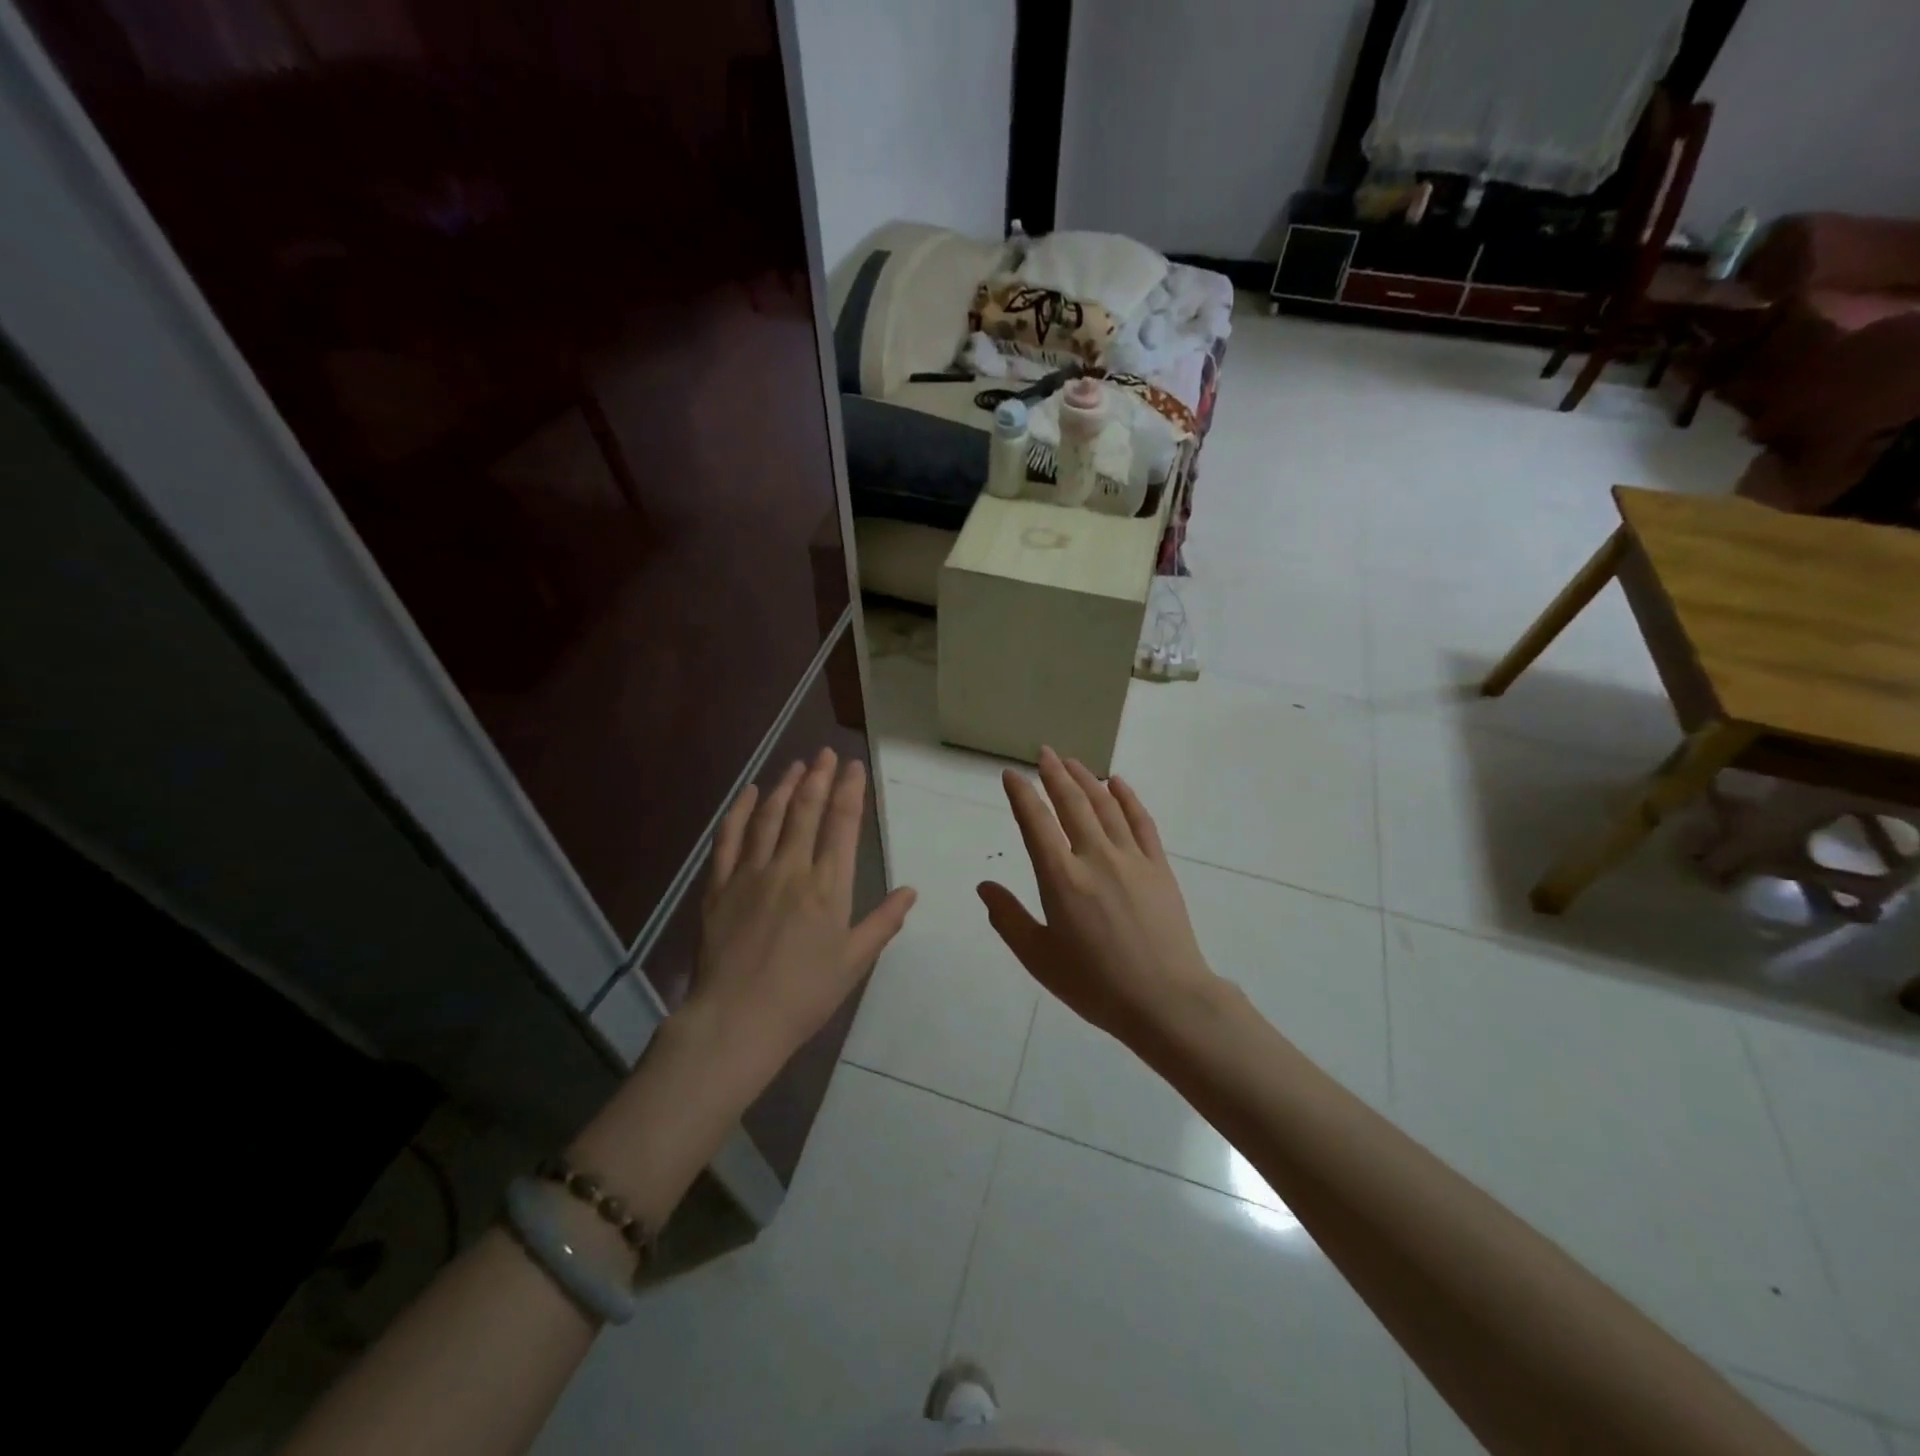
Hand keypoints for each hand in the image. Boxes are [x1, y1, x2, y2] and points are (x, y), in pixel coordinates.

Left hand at [689, 749, 916, 1074]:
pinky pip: (730, 839)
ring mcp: (751, 874)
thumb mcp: (854, 963)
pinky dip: (740, 811)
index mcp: (828, 887)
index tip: (854, 767)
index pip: (842, 825)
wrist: (737, 1020)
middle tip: (824, 753)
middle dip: (818, 777)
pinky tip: (749, 793)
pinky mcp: (720, 886)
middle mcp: (791, 869)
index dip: (849, 790)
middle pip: (806, 810)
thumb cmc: (804, 996)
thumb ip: (883, 923)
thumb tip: (911, 891)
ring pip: (770, 817)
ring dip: (784, 786)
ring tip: (795, 765)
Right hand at [978, 747, 1217, 1044]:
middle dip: (1054, 774)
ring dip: (1086, 779)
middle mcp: (1095, 857)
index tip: (1011, 774)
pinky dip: (1127, 798)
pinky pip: (1141, 821)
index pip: (1036, 822)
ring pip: (1105, 805)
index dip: (1021, 794)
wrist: (1166, 1000)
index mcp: (1061, 878)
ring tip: (1072, 762)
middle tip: (1044, 753)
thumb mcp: (1039, 958)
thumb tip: (984, 886)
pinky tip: (1118, 784)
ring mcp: (1131, 858)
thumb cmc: (1095, 984)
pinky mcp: (1158, 866)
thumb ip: (1009, 919)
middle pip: (1072, 803)